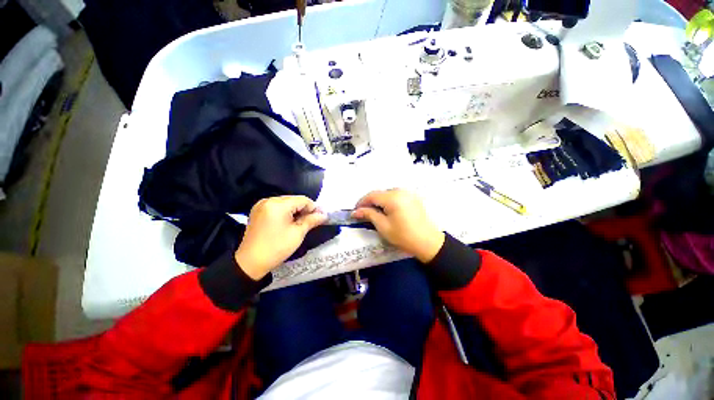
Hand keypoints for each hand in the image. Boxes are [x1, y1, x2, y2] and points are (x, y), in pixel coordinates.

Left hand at [235, 196, 326, 279]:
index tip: (320, 218)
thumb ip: (311, 220)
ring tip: (300, 223)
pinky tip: (289, 222)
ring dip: (295, 210)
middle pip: (294, 200)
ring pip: (286, 203)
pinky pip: (277, 206)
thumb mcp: (298, 233)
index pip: (302, 200)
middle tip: (311, 221)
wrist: (250, 263)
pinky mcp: (258, 211)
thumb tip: (324, 215)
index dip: (313, 208)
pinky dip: (286, 212)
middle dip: (304, 209)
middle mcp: (269, 200)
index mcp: (278, 204)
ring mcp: (261, 205)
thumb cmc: (277, 247)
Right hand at [352, 189, 444, 262]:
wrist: (428, 242)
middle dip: (370, 202)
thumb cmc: (404, 236)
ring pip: (387, 193)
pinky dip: (388, 201)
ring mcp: (408, 193)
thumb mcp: (383, 226)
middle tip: (364, 213)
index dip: (361, 202)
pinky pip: (396, 195)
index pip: (372, 195)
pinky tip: (387, 210)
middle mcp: (401, 191)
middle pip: (380, 193)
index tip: (355, 211)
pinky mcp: (413, 197)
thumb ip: (369, 215)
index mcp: (393, 197)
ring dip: (379, 201)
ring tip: (375, 213)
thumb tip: (355, 211)